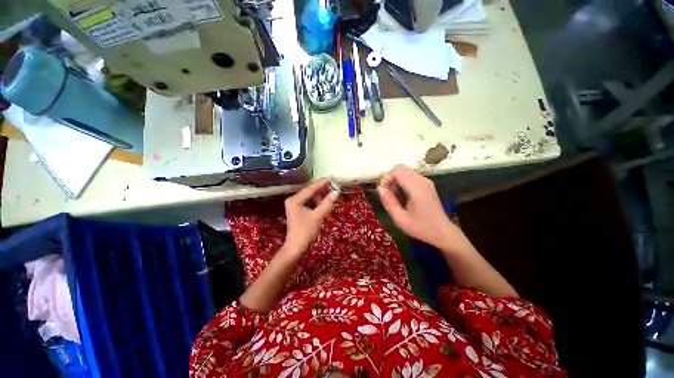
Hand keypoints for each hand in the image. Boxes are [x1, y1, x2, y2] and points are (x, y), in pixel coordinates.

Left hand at [284, 178, 339, 252]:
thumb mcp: (318, 216)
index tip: (332, 178)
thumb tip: (336, 191)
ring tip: (331, 193)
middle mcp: (293, 200)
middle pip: (309, 191)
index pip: (310, 188)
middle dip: (322, 189)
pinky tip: (325, 201)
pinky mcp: (298, 210)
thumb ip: (327, 203)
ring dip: (320, 195)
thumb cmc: (306, 231)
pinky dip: (317, 201)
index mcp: (295, 200)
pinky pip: (309, 202)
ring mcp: (294, 205)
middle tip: (334, 184)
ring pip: (310, 196)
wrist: (296, 247)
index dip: (322, 183)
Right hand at [378, 165, 454, 247]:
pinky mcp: (426, 184)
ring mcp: (426, 181)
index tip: (382, 191)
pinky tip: (401, 195)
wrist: (443, 232)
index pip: (398, 171)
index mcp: (417, 189)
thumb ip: (389, 203)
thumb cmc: (421, 228)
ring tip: (394, 196)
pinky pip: (410, 176)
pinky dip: (401, 182)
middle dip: (390, 178)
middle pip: (401, 168)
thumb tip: (380, 189)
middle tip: (387, 193)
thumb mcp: (401, 219)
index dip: (386, 178)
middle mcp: (422, 181)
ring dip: (395, 180)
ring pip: (405, 171)